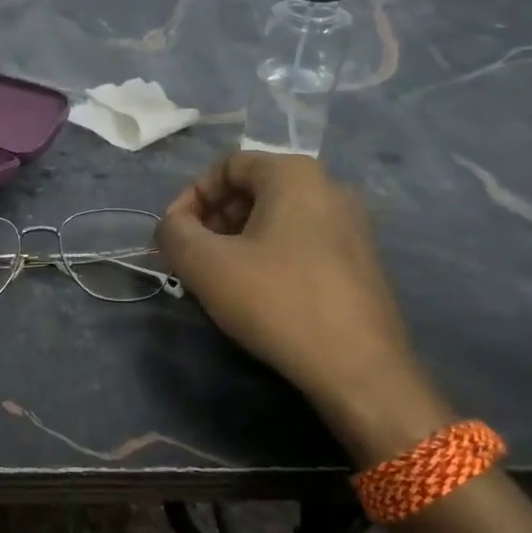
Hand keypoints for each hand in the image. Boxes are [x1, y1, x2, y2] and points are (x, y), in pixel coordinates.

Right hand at [157, 152, 449, 466]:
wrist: (358, 367)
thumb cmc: (277, 301)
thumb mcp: (206, 264)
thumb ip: (174, 233)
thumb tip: (171, 226)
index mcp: (295, 175)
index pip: (228, 165)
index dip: (191, 195)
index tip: (172, 234)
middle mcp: (330, 188)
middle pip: (254, 189)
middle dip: (213, 219)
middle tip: (191, 256)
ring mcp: (352, 226)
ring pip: (277, 218)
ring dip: (237, 240)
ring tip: (218, 277)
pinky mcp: (360, 261)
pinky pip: (301, 242)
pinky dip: (268, 255)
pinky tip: (256, 293)